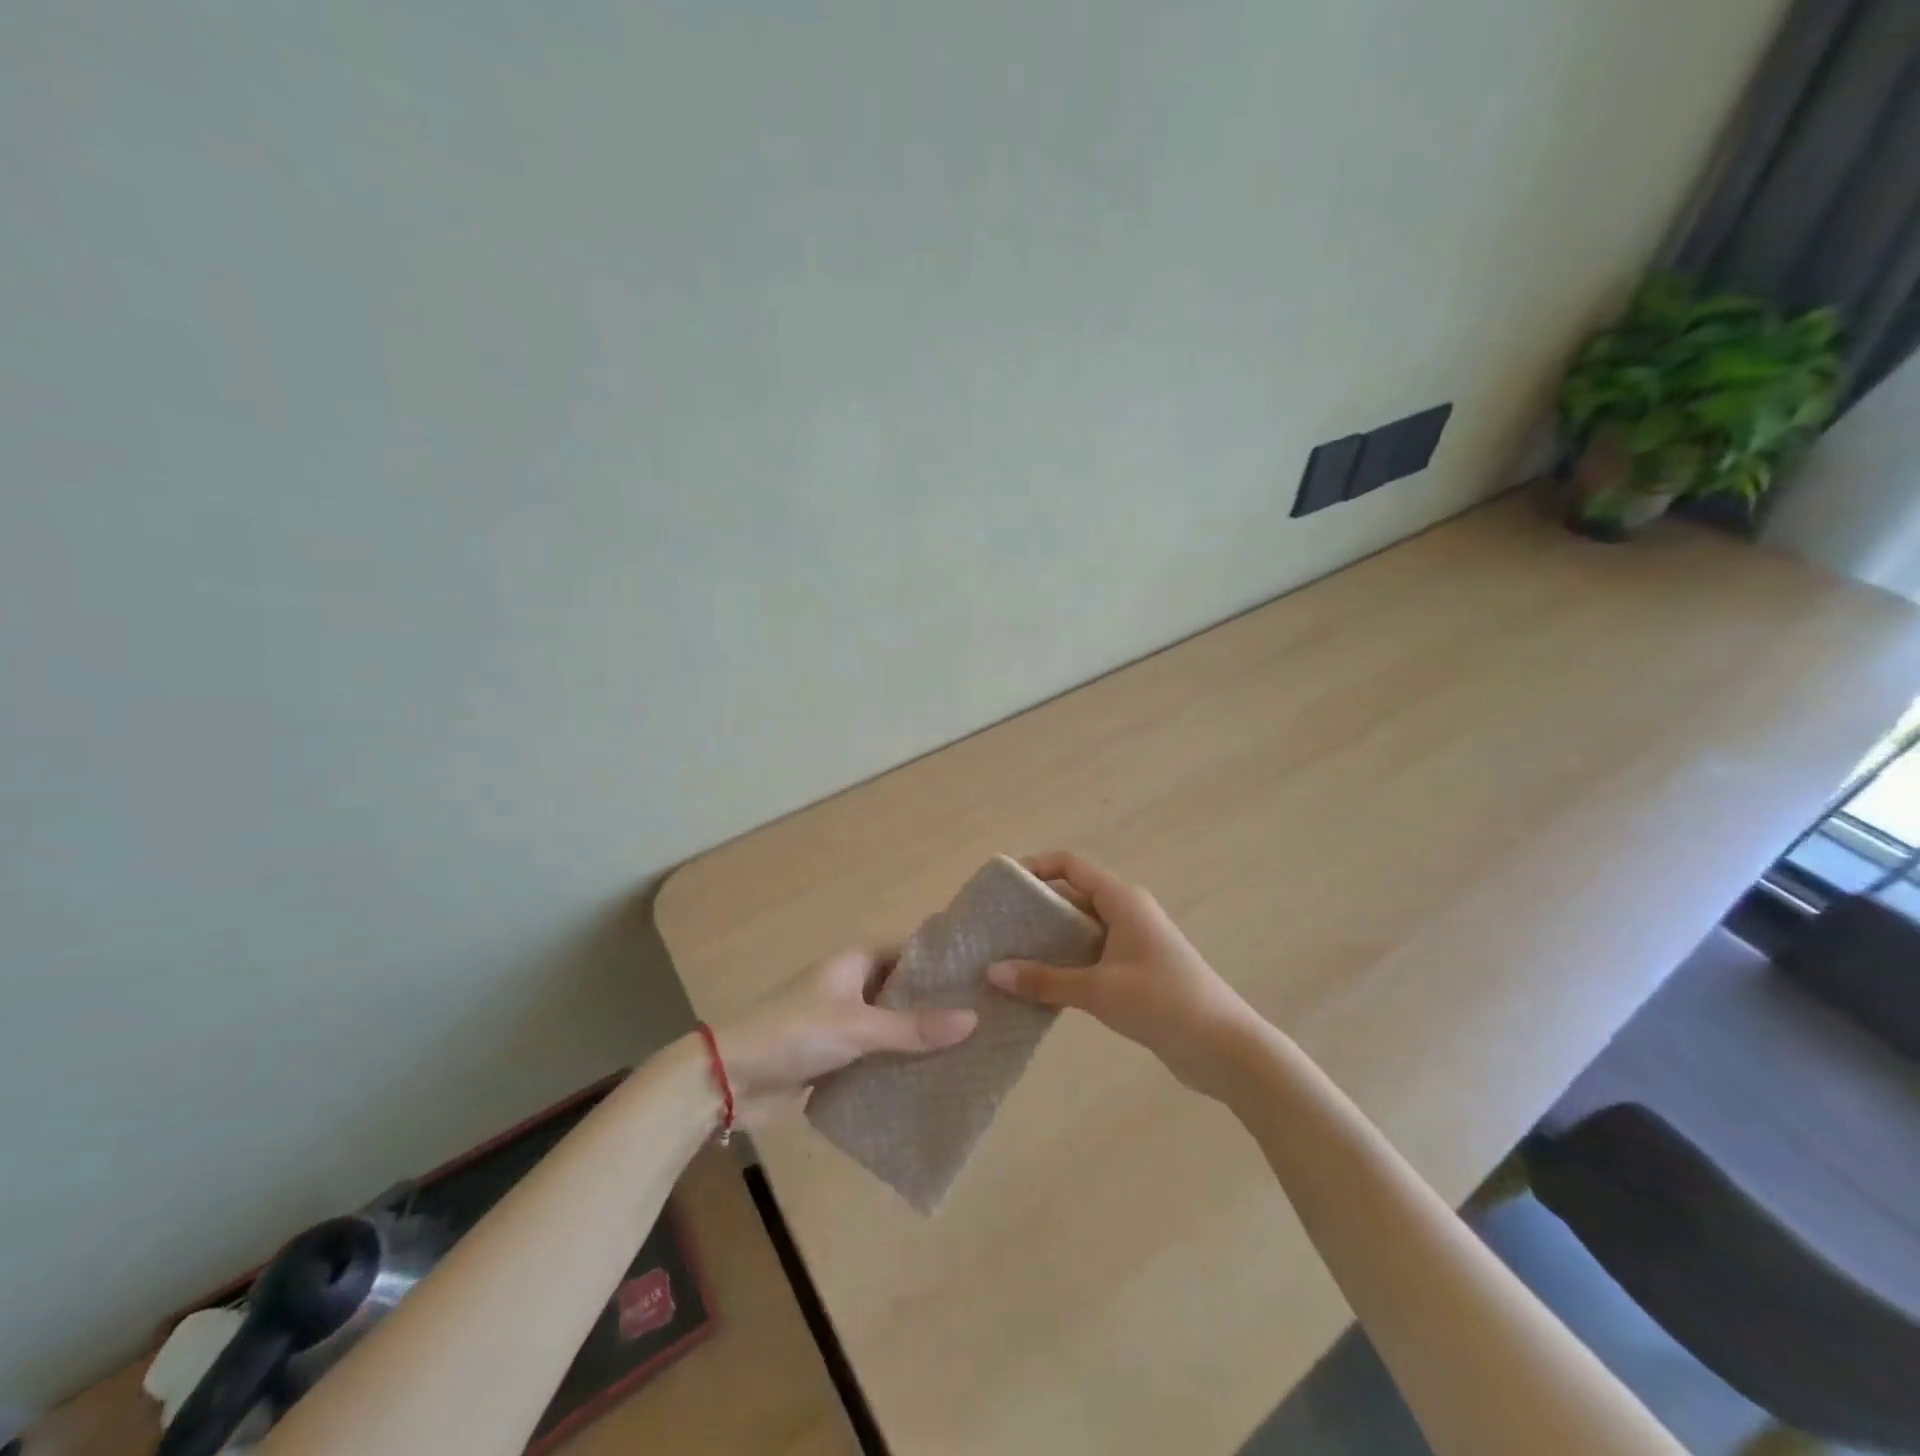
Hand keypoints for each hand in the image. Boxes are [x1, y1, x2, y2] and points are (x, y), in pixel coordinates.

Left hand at [715, 947, 976, 1123]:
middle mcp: (852, 986)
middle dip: (937, 1007)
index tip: (984, 977)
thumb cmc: (794, 1033)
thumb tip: (973, 1020)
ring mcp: (843, 1023)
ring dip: (919, 1040)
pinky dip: (898, 1065)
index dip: (943, 964)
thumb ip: (913, 1028)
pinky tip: (932, 1081)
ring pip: (891, 1027)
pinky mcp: (835, 1057)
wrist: (729, 1079)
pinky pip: (876, 1056)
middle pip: (903, 992)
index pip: (910, 953)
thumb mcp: (857, 1027)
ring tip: (972, 1053)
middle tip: (988, 1020)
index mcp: (855, 962)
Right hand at [987, 851, 1258, 1096]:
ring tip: (1008, 958)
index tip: (1002, 887)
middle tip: (996, 929)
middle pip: (1072, 896)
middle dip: (1035, 909)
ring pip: (1080, 929)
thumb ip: (1045, 980)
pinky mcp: (1135, 971)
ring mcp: (1132, 942)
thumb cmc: (1162, 1003)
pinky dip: (1065, 963)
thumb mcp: (1098, 990)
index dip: (1035, 868)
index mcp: (1122, 900)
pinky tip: (1039, 985)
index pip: (1070, 865)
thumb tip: (992, 971)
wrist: (1223, 1047)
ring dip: (1048, 940)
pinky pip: (1090, 955)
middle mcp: (1126, 912)